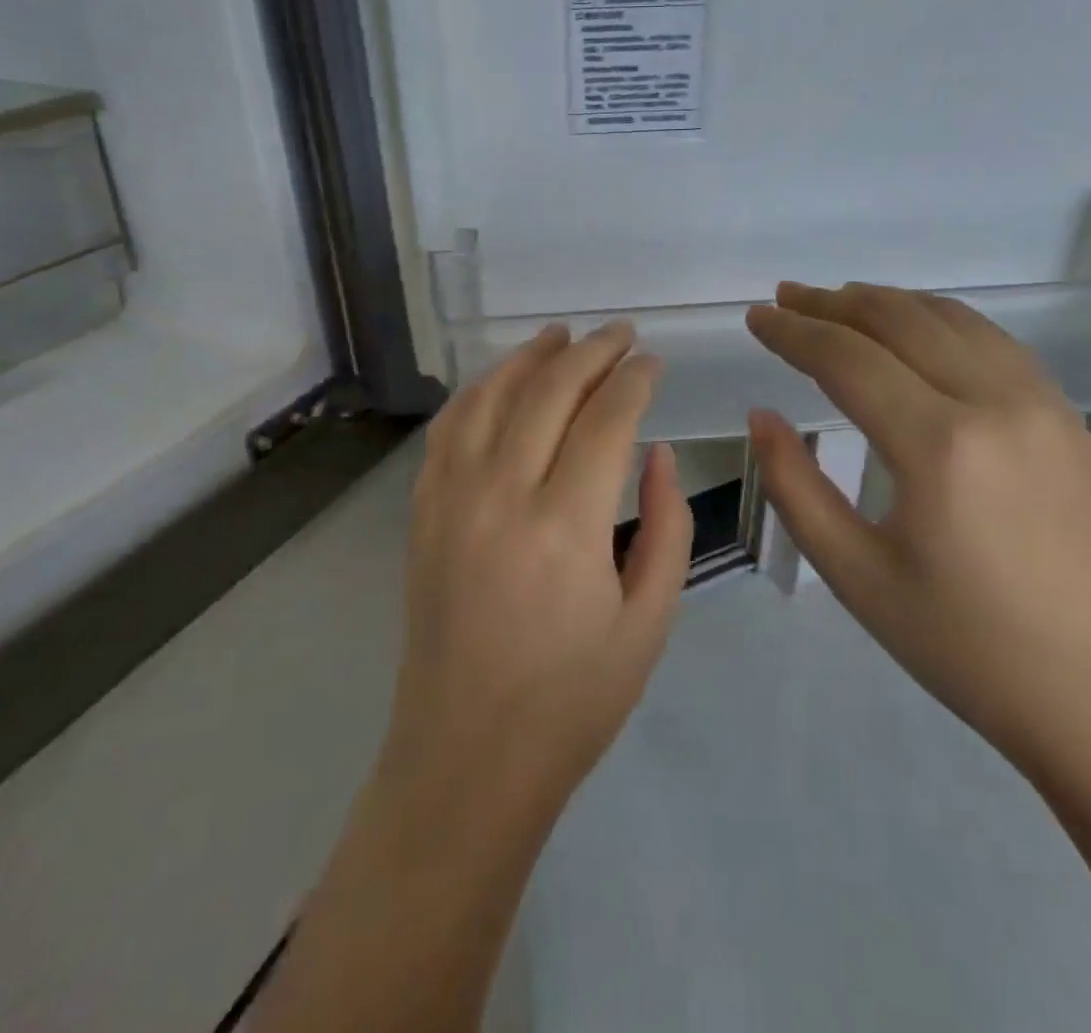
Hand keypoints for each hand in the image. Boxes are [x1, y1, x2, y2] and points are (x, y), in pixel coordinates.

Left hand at [382, 321, 693, 815]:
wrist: (468, 757)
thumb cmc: (572, 700)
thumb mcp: (649, 622)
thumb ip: (667, 527)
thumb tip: (657, 453)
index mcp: (566, 526)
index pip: (606, 418)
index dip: (634, 380)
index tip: (653, 362)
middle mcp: (501, 496)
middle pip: (548, 392)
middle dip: (591, 352)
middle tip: (621, 333)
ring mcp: (451, 499)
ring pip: (490, 396)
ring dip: (530, 357)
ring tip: (562, 335)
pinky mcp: (423, 513)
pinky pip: (449, 429)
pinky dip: (478, 391)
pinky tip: (501, 380)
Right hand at [746, 282, 1090, 778]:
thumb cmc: (968, 648)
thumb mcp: (857, 576)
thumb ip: (795, 487)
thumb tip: (762, 417)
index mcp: (938, 445)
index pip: (847, 357)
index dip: (793, 331)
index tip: (756, 316)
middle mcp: (995, 402)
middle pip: (899, 320)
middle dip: (832, 303)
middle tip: (786, 298)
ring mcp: (1043, 405)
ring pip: (952, 319)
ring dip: (887, 302)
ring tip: (839, 300)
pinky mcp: (1070, 419)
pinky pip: (994, 342)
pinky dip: (941, 319)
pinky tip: (918, 329)